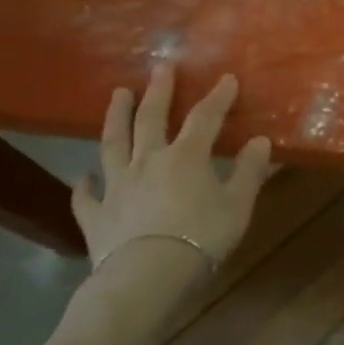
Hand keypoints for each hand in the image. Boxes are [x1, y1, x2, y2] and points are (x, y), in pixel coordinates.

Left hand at [71, 66, 272, 268]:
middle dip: (159, 91)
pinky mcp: (96, 216)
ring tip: (117, 95)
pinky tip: (83, 176)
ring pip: (113, 144)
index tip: (227, 79)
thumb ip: (249, 172)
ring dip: (115, 118)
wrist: (147, 277)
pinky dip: (84, 185)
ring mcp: (117, 187)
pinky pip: (86, 196)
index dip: (218, 97)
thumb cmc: (201, 239)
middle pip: (151, 119)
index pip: (205, 118)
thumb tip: (260, 141)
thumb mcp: (237, 206)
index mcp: (186, 157)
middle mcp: (147, 161)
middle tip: (160, 67)